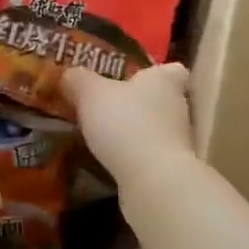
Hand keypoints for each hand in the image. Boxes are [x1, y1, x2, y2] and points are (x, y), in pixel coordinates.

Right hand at [62, 63, 196, 189]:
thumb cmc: (125, 123)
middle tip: (109, 105)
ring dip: (136, 131)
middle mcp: (178, 107)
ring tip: (105, 135)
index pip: (172, 69)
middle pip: (162, 99)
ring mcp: (178, 140)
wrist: (152, 179)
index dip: (156, 72)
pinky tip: (113, 160)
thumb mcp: (91, 94)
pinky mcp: (171, 168)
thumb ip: (79, 80)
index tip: (136, 77)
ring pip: (157, 128)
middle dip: (138, 102)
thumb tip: (69, 74)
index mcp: (164, 81)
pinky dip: (135, 156)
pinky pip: (151, 154)